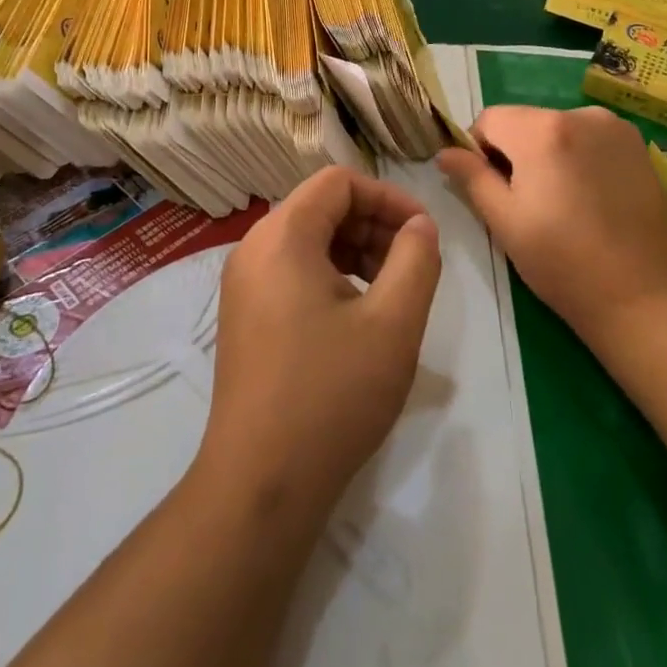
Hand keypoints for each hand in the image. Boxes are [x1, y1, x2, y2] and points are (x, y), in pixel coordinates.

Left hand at [200, 166, 441, 522]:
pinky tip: (357, 317)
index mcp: (283, 236)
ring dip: (355, 251)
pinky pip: (291, 271)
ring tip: (391, 292)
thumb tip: (420, 225)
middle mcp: (254, 248)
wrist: (260, 485)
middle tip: (412, 266)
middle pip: (321, 207)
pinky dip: (330, 276)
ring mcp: (243, 284)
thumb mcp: (393, 323)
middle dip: (373, 225)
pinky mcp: (244, 316)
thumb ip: (416, 259)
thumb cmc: (331, 394)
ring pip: (308, 240)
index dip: (387, 197)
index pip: (338, 182)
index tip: (423, 233)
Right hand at [437, 105, 666, 349]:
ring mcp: (613, 127)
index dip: (479, 150)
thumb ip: (471, 177)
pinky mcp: (637, 144)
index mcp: (541, 130)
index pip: (489, 119)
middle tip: (525, 202)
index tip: (491, 188)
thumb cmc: (562, 262)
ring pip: (557, 128)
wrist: (643, 295)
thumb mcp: (504, 221)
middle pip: (525, 121)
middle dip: (515, 151)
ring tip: (561, 202)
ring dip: (547, 152)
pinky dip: (578, 155)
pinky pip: (589, 136)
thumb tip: (444, 152)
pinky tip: (589, 197)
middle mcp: (578, 114)